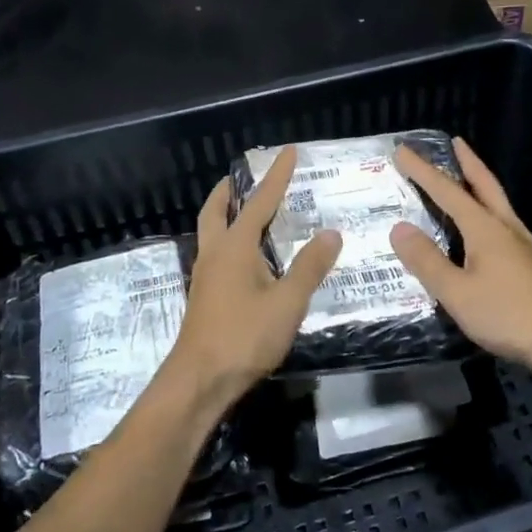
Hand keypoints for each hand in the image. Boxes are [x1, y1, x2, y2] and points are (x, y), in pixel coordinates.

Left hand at [163, 146, 341, 413]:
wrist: (200, 379)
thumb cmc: (244, 336)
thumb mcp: (287, 302)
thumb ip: (310, 267)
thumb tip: (331, 233)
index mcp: (236, 247)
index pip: (260, 202)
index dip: (277, 176)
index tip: (288, 152)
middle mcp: (215, 253)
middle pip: (216, 211)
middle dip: (229, 191)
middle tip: (242, 178)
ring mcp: (205, 275)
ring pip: (211, 232)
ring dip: (225, 214)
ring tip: (245, 211)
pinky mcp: (205, 296)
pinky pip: (215, 253)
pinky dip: (228, 240)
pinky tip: (245, 259)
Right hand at [390, 138, 531, 380]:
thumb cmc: (508, 315)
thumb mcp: (457, 292)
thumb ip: (427, 260)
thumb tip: (399, 228)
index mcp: (485, 229)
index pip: (447, 191)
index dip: (423, 171)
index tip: (403, 150)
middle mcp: (506, 228)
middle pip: (485, 186)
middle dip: (467, 162)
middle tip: (455, 142)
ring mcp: (523, 246)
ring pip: (498, 204)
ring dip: (480, 185)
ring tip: (466, 178)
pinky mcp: (531, 265)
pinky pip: (503, 224)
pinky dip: (488, 211)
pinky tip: (484, 229)